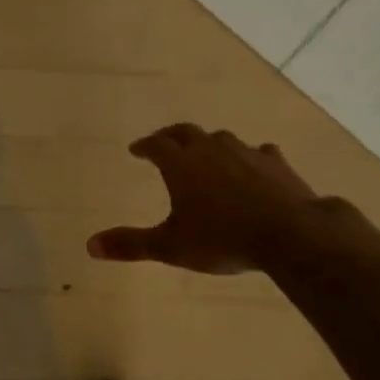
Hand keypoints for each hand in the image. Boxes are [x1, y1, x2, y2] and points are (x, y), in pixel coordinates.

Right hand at [87, 125, 360, 274]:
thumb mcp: (171, 247)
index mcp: (181, 164)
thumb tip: (90, 245)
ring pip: (221, 139)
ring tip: (205, 154)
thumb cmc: (222, 239)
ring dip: (208, 144)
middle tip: (163, 143)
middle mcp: (210, 149)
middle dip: (170, 136)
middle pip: (185, 132)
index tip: (136, 150)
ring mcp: (246, 152)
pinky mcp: (275, 163)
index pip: (156, 145)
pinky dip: (249, 157)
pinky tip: (254, 165)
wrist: (289, 233)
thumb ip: (131, 244)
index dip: (144, 146)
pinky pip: (258, 152)